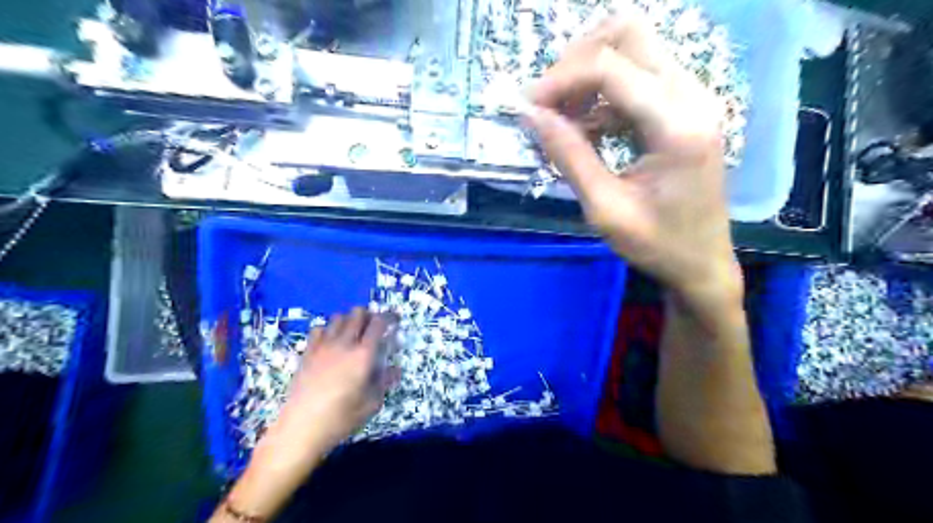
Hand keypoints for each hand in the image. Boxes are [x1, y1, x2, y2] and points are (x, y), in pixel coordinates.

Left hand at [260, 307, 394, 464]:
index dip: (389, 317)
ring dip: (350, 320)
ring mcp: (323, 346)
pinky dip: (329, 329)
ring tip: (354, 333)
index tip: (395, 320)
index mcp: (364, 354)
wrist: (301, 427)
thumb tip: (396, 369)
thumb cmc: (341, 418)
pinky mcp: (308, 352)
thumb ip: (385, 382)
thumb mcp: (371, 403)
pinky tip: (331, 341)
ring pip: (339, 318)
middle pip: (358, 313)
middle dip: (370, 315)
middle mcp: (344, 343)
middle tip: (375, 328)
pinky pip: (319, 328)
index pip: (379, 323)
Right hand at [529, 11, 739, 303]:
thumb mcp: (604, 208)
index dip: (560, 79)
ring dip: (588, 75)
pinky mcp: (685, 107)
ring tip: (563, 120)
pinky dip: (603, 93)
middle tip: (548, 103)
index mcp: (677, 124)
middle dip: (576, 61)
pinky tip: (587, 128)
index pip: (610, 68)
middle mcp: (692, 95)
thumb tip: (531, 116)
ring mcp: (693, 97)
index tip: (527, 107)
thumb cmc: (657, 244)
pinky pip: (638, 76)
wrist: (702, 262)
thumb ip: (569, 157)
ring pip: (633, 48)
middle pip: (627, 34)